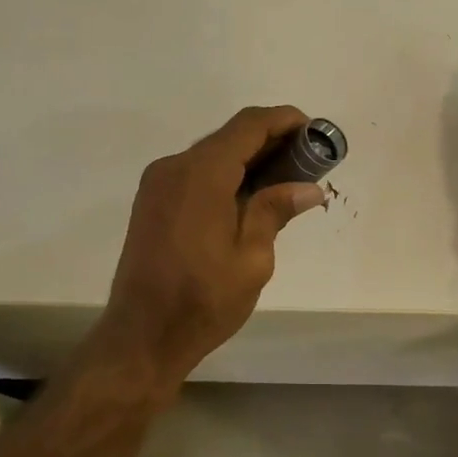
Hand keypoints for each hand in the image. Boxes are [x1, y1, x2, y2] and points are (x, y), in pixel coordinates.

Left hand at [85, 106, 326, 398]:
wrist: (142, 335)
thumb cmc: (203, 301)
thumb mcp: (252, 259)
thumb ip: (275, 211)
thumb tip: (309, 187)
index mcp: (201, 175)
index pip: (248, 126)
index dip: (284, 120)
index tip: (315, 132)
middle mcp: (174, 167)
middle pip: (229, 137)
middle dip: (270, 142)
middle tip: (308, 163)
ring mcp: (158, 184)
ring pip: (211, 155)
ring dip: (248, 160)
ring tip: (285, 182)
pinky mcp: (152, 202)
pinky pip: (195, 174)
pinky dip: (225, 176)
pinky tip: (249, 198)